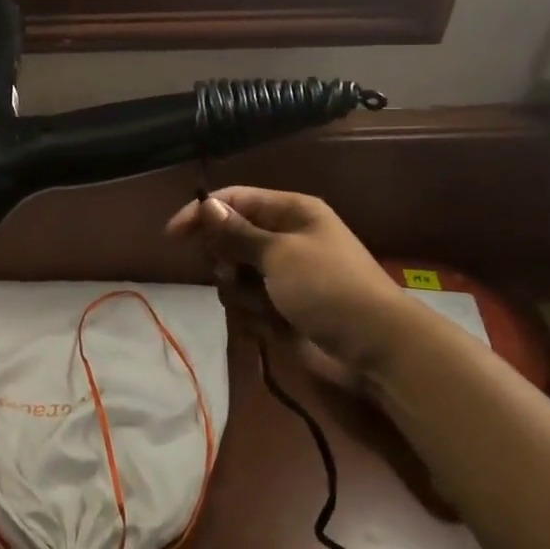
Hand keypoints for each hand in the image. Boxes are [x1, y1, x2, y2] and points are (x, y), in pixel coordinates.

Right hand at [166, 186, 409, 372]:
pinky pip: (249, 304)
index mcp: (291, 212)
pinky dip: (253, 314)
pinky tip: (272, 326)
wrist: (375, 348)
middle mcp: (285, 239)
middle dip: (225, 258)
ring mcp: (284, 276)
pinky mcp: (283, 309)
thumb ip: (237, 232)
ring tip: (261, 305)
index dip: (204, 213)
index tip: (174, 235)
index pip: (235, 200)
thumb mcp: (279, 253)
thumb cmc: (328, 288)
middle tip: (233, 273)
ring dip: (240, 291)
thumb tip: (206, 204)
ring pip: (236, 275)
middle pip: (231, 238)